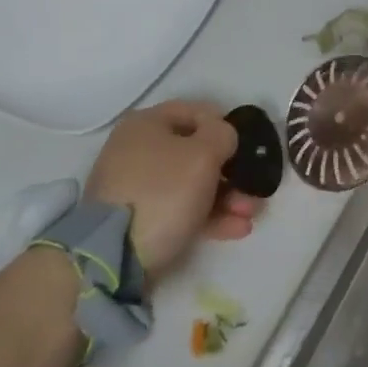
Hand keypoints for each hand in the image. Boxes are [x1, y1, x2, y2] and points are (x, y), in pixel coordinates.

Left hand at [85, 101, 260, 276]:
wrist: (113, 256)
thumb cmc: (163, 191)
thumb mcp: (203, 154)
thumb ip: (222, 135)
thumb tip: (223, 136)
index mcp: (147, 124)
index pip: (194, 111)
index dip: (224, 124)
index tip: (247, 144)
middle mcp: (138, 150)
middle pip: (195, 152)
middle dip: (231, 171)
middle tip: (253, 188)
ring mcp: (136, 187)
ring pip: (191, 185)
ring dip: (226, 197)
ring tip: (250, 214)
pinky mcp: (139, 221)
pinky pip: (180, 210)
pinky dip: (209, 217)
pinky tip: (237, 229)